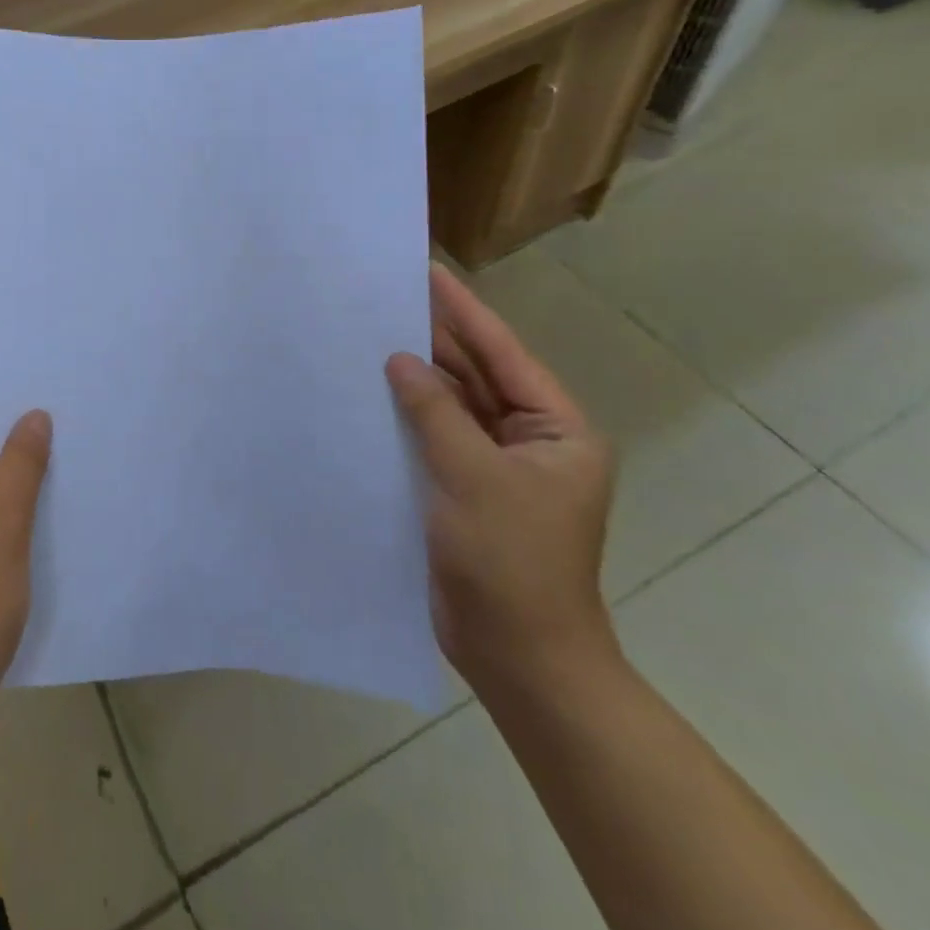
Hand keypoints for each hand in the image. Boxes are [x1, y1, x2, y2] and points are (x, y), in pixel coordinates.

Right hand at [386, 263, 618, 701]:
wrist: (519, 657)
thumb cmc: (511, 562)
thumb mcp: (473, 477)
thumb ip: (435, 412)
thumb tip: (400, 360)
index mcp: (556, 430)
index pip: (503, 355)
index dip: (464, 312)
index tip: (429, 272)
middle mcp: (531, 441)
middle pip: (477, 376)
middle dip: (436, 339)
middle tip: (389, 296)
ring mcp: (497, 467)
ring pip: (453, 407)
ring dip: (418, 377)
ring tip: (373, 333)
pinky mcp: (466, 490)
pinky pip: (436, 439)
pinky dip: (409, 417)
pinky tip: (373, 393)